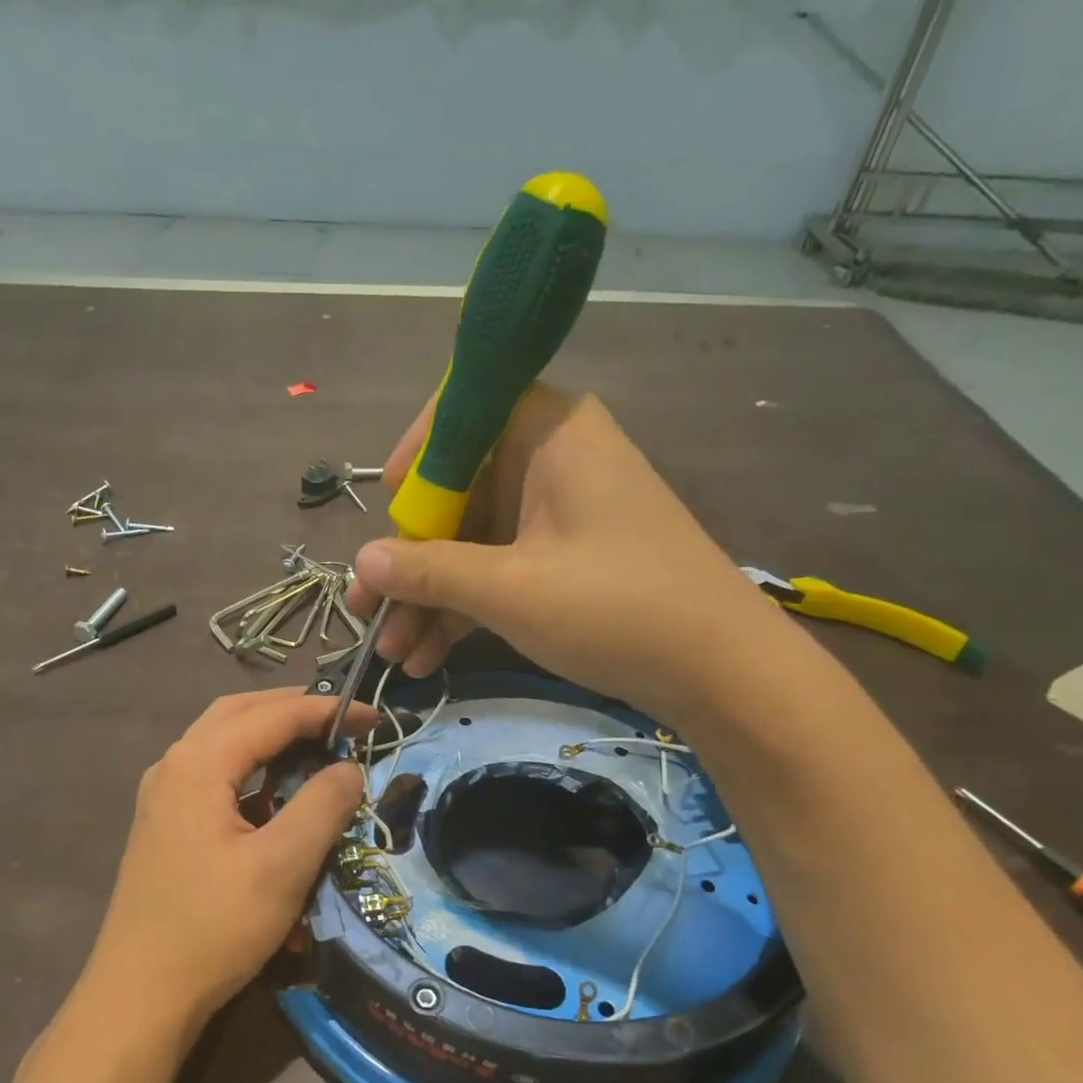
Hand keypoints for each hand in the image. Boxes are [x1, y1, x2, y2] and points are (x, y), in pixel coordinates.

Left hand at [81, 689, 376, 1025]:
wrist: (140, 996)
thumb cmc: (213, 927)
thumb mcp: (282, 865)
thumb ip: (322, 806)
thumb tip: (350, 768)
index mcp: (198, 763)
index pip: (272, 715)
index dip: (326, 711)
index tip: (373, 718)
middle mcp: (174, 764)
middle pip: (239, 713)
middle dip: (293, 709)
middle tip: (342, 721)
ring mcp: (162, 794)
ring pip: (222, 740)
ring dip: (269, 734)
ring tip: (315, 745)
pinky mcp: (164, 823)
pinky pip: (212, 773)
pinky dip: (249, 766)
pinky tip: (274, 792)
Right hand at [349, 384, 784, 714]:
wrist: (720, 671)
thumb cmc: (615, 607)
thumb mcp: (509, 589)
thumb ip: (430, 571)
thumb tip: (361, 561)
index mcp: (549, 432)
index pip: (464, 411)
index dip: (416, 458)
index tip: (386, 509)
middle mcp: (552, 461)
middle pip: (459, 492)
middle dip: (410, 558)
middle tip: (366, 608)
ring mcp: (559, 515)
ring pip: (473, 542)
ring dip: (430, 597)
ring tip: (390, 652)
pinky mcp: (565, 562)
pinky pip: (499, 571)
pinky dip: (465, 610)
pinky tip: (426, 659)